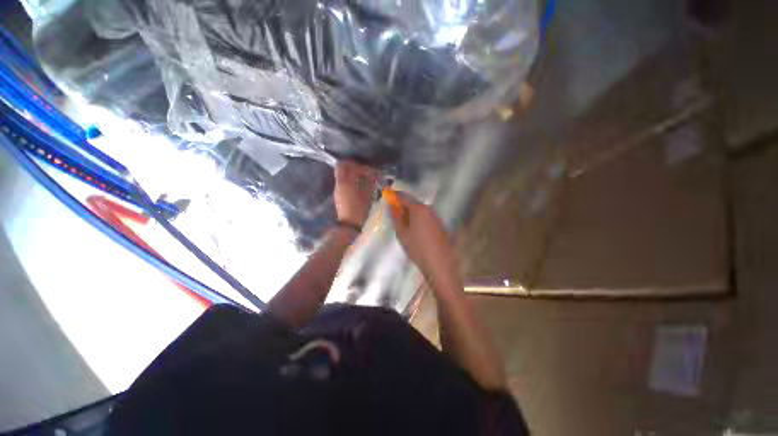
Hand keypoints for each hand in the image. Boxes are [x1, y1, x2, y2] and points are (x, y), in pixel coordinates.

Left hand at [334, 161, 377, 226]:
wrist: (349, 224)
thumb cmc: (360, 210)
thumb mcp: (368, 195)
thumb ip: (370, 182)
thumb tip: (373, 173)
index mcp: (347, 183)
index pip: (352, 167)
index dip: (362, 167)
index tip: (370, 171)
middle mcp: (340, 183)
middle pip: (341, 166)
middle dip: (352, 165)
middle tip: (362, 168)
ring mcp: (337, 188)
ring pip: (340, 173)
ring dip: (349, 171)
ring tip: (361, 176)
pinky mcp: (337, 193)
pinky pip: (341, 180)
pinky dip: (348, 178)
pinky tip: (357, 184)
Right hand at [386, 192, 459, 284]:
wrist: (440, 264)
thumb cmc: (417, 248)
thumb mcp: (402, 234)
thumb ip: (397, 217)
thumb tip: (392, 206)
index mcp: (419, 209)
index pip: (404, 197)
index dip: (394, 195)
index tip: (386, 195)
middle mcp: (429, 209)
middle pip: (413, 202)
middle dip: (402, 205)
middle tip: (393, 212)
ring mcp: (436, 217)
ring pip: (420, 210)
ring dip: (410, 212)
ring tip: (403, 222)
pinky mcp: (440, 225)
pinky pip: (426, 216)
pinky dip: (418, 218)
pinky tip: (415, 229)